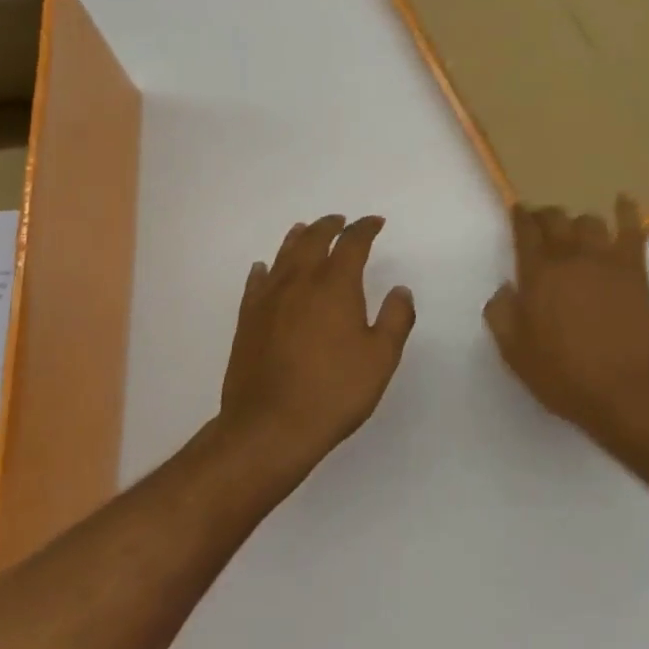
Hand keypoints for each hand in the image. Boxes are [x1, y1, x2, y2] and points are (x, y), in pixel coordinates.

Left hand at [218, 214, 415, 473]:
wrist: (269, 427)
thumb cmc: (333, 392)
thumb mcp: (381, 358)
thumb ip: (396, 318)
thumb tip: (400, 290)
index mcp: (335, 285)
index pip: (352, 243)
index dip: (365, 228)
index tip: (375, 222)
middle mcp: (300, 281)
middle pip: (314, 239)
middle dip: (330, 226)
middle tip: (341, 221)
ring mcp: (269, 299)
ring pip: (283, 255)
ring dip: (298, 238)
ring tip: (305, 230)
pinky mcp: (248, 319)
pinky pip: (256, 282)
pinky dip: (265, 269)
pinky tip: (264, 269)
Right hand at [483, 197, 648, 439]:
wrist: (626, 390)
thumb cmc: (564, 376)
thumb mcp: (515, 354)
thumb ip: (501, 315)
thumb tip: (505, 289)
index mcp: (537, 275)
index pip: (525, 232)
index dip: (520, 217)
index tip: (518, 211)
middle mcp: (569, 257)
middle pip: (555, 219)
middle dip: (546, 215)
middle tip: (543, 222)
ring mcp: (605, 260)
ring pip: (589, 221)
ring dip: (579, 222)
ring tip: (577, 230)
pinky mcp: (635, 269)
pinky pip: (631, 229)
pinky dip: (626, 211)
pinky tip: (623, 200)